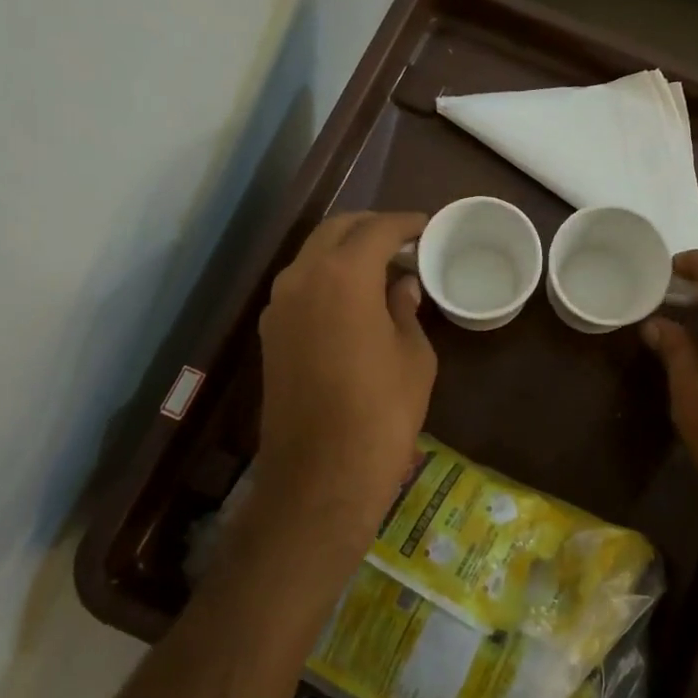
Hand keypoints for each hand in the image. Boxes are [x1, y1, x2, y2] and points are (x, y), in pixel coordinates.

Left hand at [254, 212, 436, 563]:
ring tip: (382, 267)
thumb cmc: (382, 411)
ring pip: (313, 255)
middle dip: (371, 227)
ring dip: (345, 251)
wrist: (321, 474)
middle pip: (336, 230)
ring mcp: (279, 305)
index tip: (427, 226)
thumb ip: (405, 309)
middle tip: (404, 240)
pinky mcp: (270, 333)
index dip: (406, 223)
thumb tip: (401, 285)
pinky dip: (328, 276)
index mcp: (343, 275)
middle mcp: (302, 278)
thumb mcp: (413, 356)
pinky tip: (354, 297)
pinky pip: (301, 285)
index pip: (376, 229)